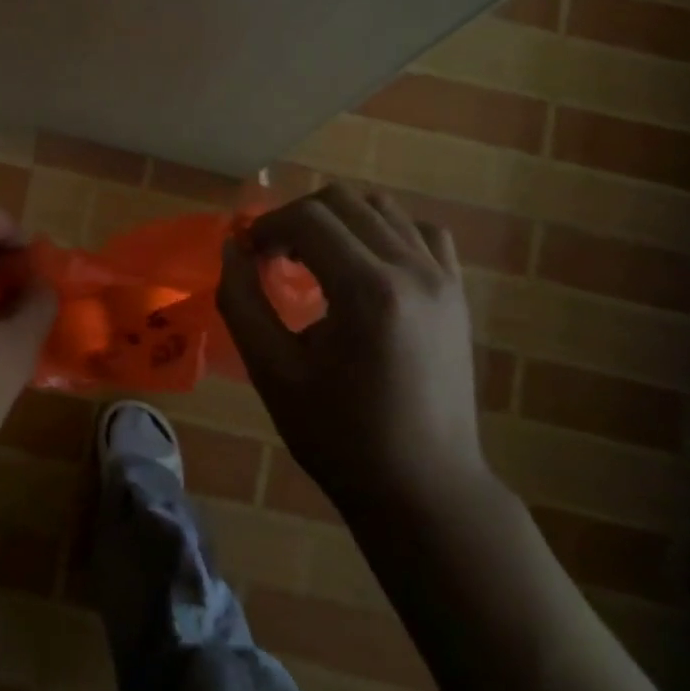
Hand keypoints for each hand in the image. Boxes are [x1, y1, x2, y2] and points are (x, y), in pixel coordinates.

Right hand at [217, 184, 493, 524]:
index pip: (308, 218)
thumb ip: (242, 302)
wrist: (424, 488)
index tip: (248, 255)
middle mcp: (412, 270)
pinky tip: (365, 266)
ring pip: (382, 209)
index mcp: (368, 291)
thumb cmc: (341, 437)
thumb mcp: (273, 373)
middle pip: (344, 201)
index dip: (267, 226)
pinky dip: (385, 232)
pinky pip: (421, 233)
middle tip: (274, 257)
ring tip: (315, 261)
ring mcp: (443, 278)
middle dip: (297, 218)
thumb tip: (231, 248)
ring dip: (338, 222)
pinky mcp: (458, 293)